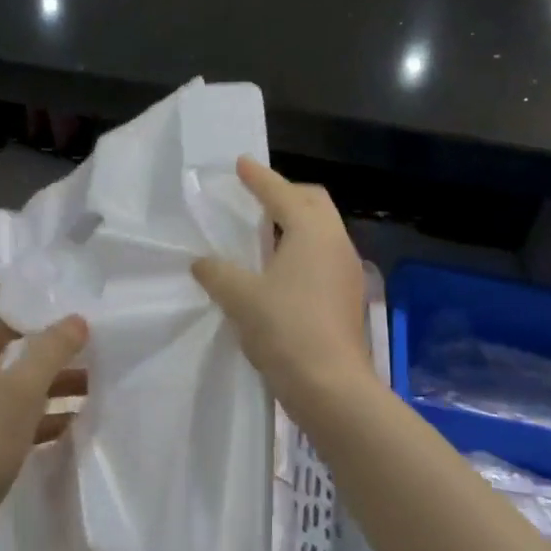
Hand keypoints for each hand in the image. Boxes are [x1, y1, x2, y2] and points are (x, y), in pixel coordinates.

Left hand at [0, 225, 87, 526]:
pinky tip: (79, 411)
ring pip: (16, 370)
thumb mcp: (21, 388)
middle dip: (32, 318)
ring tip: (91, 362)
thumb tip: (78, 320)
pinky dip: (48, 405)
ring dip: (49, 366)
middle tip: (69, 305)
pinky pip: (23, 407)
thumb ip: (51, 350)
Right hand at [192, 158, 370, 417]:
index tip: (242, 163)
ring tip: (266, 233)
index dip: (259, 178)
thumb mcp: (240, 298)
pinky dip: (303, 249)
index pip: (282, 194)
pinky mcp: (348, 297)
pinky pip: (324, 256)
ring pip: (323, 230)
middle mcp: (336, 243)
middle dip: (286, 194)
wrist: (331, 387)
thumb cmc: (285, 330)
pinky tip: (281, 270)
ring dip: (296, 223)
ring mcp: (347, 271)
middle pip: (314, 203)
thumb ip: (218, 273)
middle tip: (258, 196)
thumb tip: (202, 263)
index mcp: (312, 232)